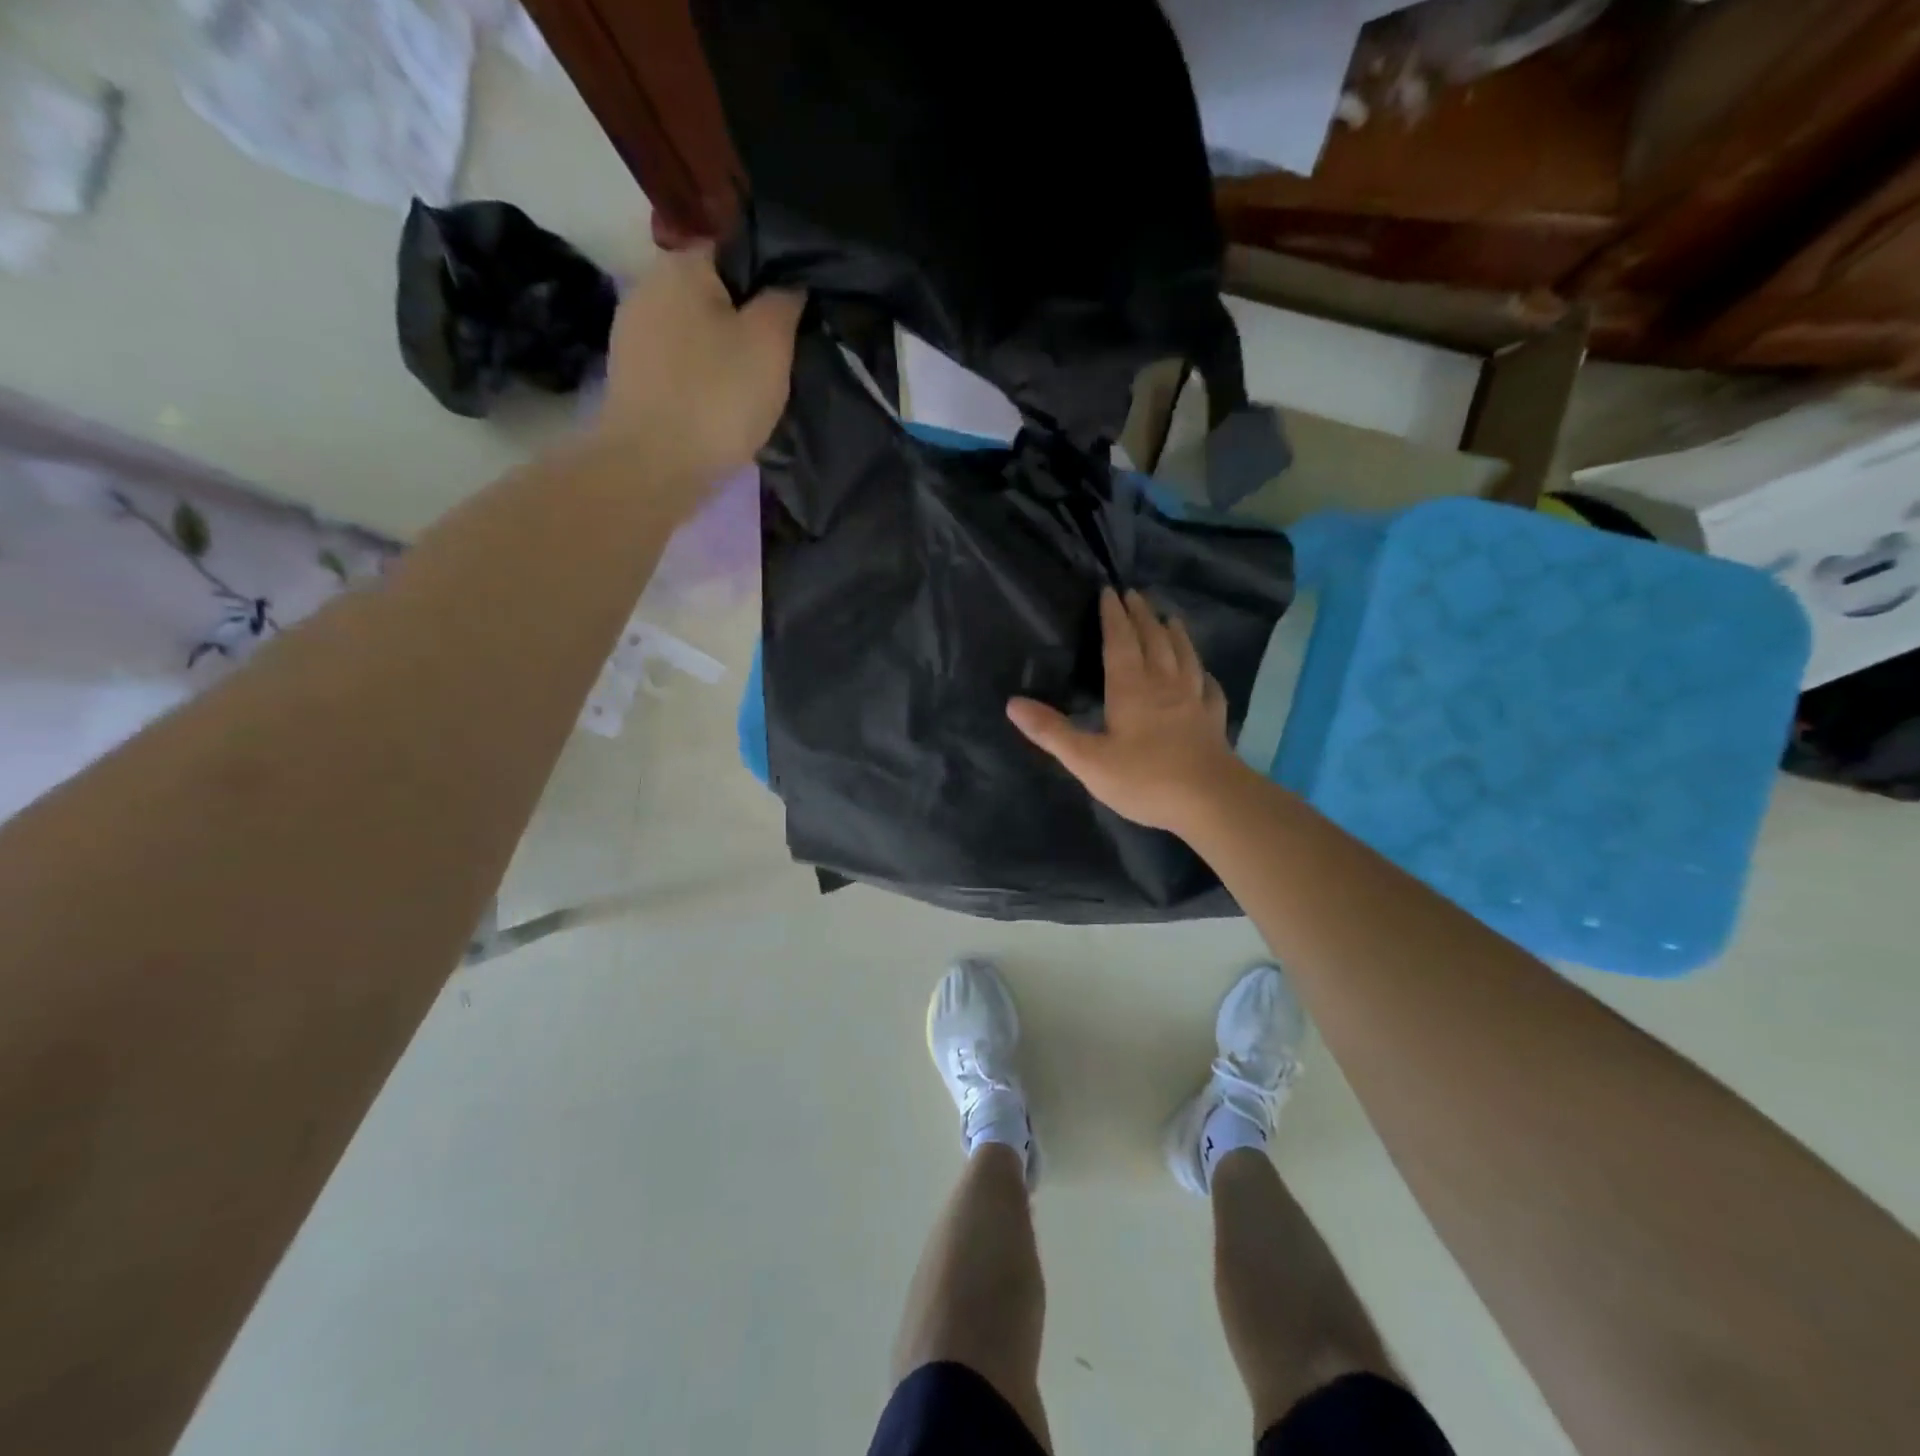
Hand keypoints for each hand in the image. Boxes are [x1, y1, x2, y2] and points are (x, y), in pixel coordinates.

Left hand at [593, 245, 804, 494]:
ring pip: (697, 332)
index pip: (737, 251)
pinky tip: (722, 406)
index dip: (773, 279)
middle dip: (747, 319)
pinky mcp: (633, 377)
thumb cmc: (717, 397)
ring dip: (725, 353)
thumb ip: (785, 300)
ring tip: (755, 386)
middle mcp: (649, 286)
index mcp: (682, 265)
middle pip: (714, 293)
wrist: (653, 467)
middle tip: (781, 357)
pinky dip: (704, 379)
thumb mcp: (770, 342)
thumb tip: (790, 280)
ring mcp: (634, 334)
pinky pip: (681, 366)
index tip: (796, 316)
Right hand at [1007, 588, 1251, 835]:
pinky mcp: (1213, 721)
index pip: (1120, 642)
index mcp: (1130, 688)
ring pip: (1184, 656)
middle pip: (1153, 640)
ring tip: (1170, 617)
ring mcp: (1193, 700)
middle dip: (1142, 616)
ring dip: (1175, 634)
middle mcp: (1163, 684)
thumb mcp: (1087, 760)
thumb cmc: (1144, 778)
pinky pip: (1209, 688)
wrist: (1210, 800)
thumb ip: (1052, 732)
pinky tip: (1204, 675)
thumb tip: (1013, 703)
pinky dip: (1203, 674)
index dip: (1113, 616)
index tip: (1110, 592)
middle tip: (1135, 594)